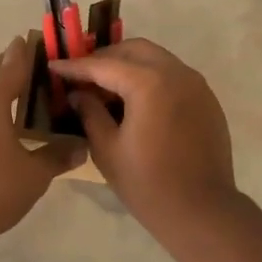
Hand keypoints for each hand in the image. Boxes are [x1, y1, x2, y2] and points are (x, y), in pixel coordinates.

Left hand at [0, 37, 83, 242]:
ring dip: (0, 88)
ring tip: (26, 95)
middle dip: (15, 66)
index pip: (14, 62)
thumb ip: (58, 155)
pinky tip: (4, 123)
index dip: (32, 51)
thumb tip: (81, 147)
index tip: (47, 42)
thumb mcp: (34, 173)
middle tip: (42, 69)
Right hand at [52, 39, 236, 234]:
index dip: (75, 66)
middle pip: (134, 50)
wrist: (202, 211)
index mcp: (149, 83)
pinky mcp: (207, 100)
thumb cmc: (148, 184)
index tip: (54, 66)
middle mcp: (176, 73)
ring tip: (107, 88)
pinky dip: (151, 78)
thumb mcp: (107, 149)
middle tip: (83, 76)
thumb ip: (90, 113)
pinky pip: (174, 76)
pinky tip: (137, 102)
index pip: (104, 65)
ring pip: (157, 59)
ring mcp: (196, 85)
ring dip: (130, 66)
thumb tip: (79, 94)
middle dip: (106, 58)